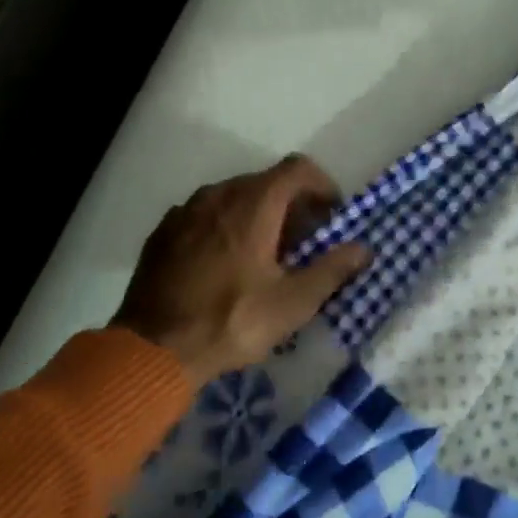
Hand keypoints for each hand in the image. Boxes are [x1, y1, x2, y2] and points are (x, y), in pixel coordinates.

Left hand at [112, 155, 371, 387]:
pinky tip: (224, 264)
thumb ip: (332, 269)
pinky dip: (224, 227)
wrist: (154, 348)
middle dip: (291, 205)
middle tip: (302, 244)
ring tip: (263, 256)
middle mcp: (218, 194)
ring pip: (232, 197)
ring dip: (256, 215)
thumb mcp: (292, 303)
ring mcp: (185, 210)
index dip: (321, 185)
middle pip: (265, 182)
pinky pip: (204, 215)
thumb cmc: (232, 321)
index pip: (297, 169)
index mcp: (253, 203)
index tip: (331, 216)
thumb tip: (364, 248)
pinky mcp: (164, 231)